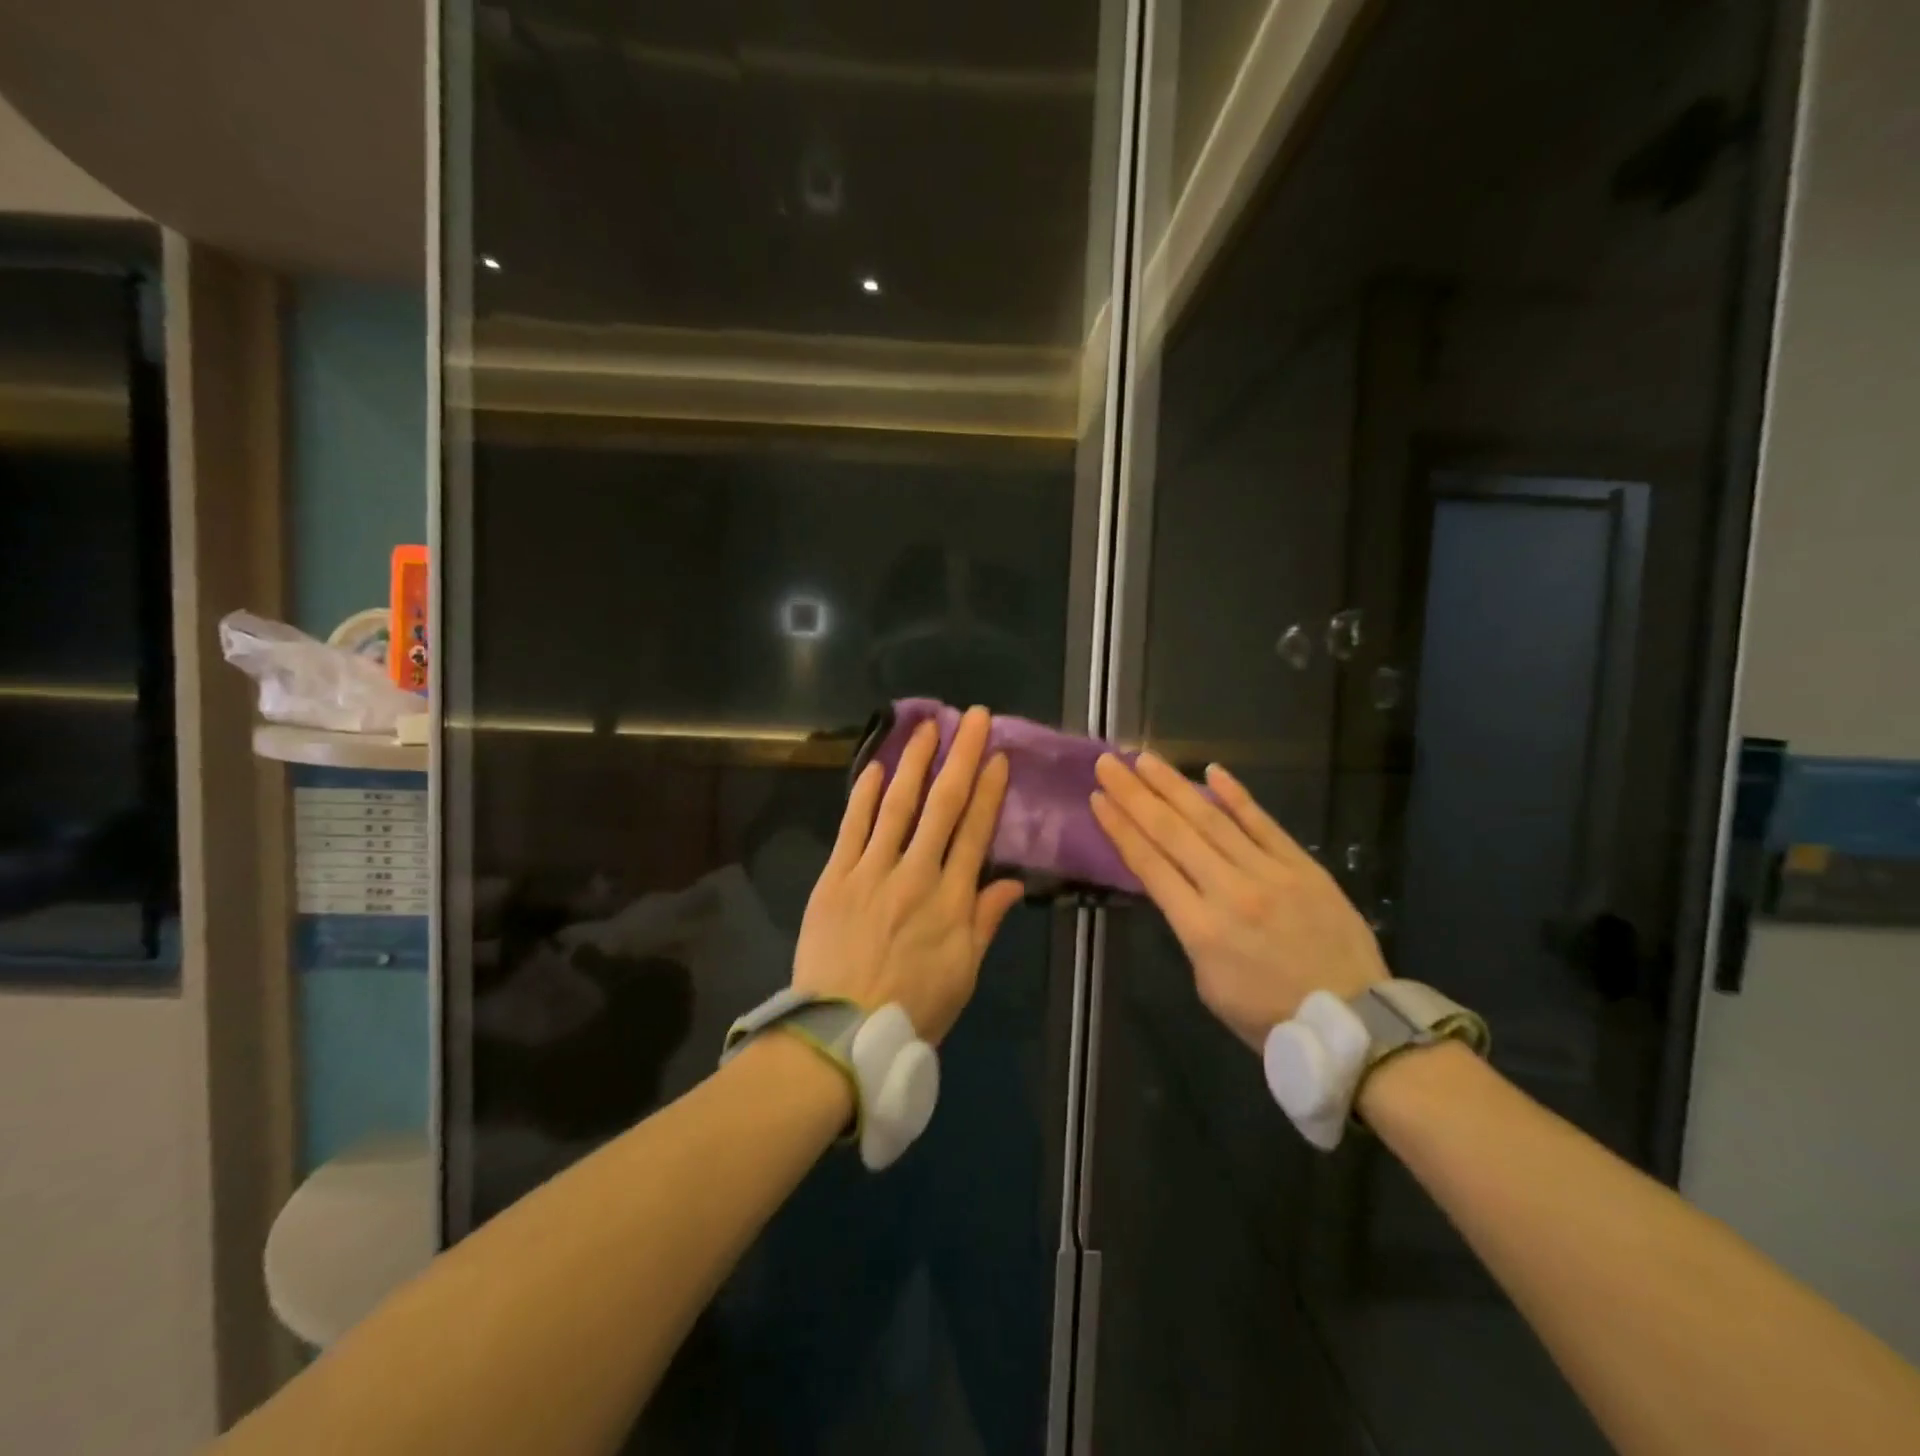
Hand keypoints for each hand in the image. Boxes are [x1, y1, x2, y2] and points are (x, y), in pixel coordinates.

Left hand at [792, 706, 1025, 1043]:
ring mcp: (872, 871)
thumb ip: (985, 922)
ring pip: (898, 805)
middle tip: (974, 718)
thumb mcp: (963, 974)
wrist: (841, 1034)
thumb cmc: (912, 1008)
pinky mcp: (836, 877)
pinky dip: (865, 795)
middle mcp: (916, 874)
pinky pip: (853, 827)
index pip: (975, 832)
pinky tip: (877, 767)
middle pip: (943, 805)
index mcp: (952, 899)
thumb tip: (1011, 882)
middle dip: (961, 757)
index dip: (989, 791)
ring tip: (927, 727)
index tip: (998, 757)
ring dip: (915, 762)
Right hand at [1090, 753, 1386, 1049]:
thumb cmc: (1270, 1017)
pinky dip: (1237, 797)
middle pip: (1172, 832)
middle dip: (1135, 795)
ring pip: (1212, 820)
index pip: (1149, 865)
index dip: (1120, 828)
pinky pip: (1264, 824)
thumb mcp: (1209, 985)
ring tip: (1146, 759)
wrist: (1353, 1023)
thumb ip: (1190, 932)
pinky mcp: (1302, 866)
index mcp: (1200, 928)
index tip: (1098, 799)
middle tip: (1108, 764)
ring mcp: (1268, 873)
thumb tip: (1182, 892)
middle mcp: (1229, 891)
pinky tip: (1214, 771)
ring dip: (1175, 785)